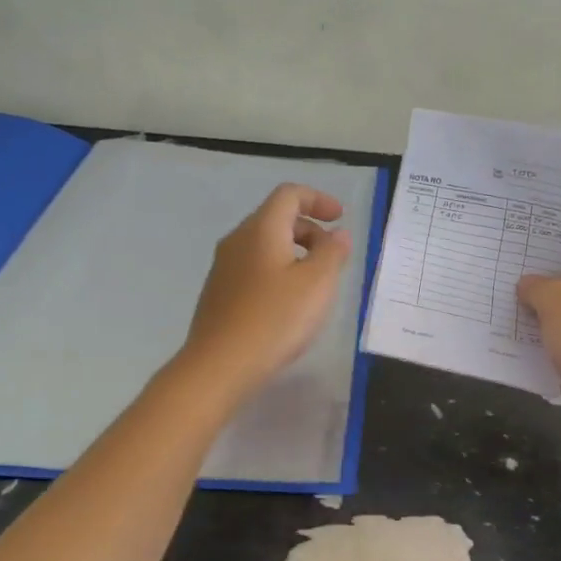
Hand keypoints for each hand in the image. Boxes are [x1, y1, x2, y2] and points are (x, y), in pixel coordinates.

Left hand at [181, 183, 353, 400]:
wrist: (219, 365)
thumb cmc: (275, 319)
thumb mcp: (317, 284)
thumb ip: (333, 253)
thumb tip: (338, 234)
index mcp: (261, 230)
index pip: (289, 195)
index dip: (318, 199)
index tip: (340, 219)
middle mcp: (238, 240)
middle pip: (276, 218)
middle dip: (310, 229)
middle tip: (333, 256)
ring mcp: (224, 267)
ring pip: (265, 244)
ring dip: (295, 252)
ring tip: (315, 283)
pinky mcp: (219, 292)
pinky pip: (254, 267)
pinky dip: (278, 271)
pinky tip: (289, 303)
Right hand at [517, 219, 560, 441]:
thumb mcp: (555, 302)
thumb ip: (535, 285)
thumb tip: (527, 284)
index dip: (546, 229)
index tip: (513, 231)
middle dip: (537, 265)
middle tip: (499, 262)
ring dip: (539, 299)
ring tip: (500, 293)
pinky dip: (547, 325)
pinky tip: (516, 328)